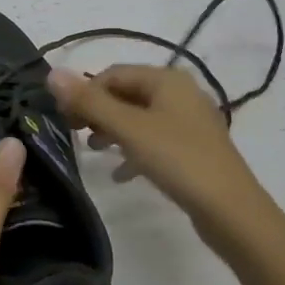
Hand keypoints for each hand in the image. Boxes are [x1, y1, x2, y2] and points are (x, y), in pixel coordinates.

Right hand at [46, 65, 263, 253]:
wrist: (232, 211)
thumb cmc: (178, 160)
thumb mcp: (128, 129)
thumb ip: (89, 102)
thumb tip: (52, 73)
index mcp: (166, 79)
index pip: (113, 74)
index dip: (85, 93)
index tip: (64, 119)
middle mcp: (180, 93)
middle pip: (126, 93)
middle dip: (98, 111)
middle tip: (74, 134)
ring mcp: (189, 122)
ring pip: (139, 118)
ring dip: (113, 130)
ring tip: (94, 151)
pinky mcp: (193, 149)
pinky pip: (154, 141)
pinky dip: (134, 150)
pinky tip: (121, 174)